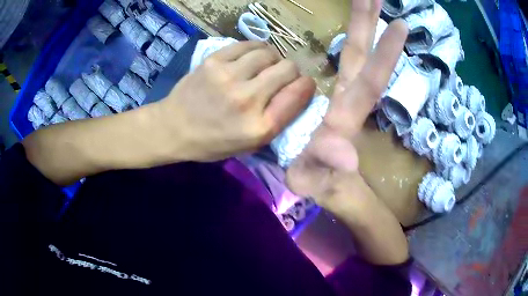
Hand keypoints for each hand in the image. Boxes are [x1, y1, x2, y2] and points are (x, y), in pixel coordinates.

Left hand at [157, 41, 315, 160]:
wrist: (174, 128)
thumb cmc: (213, 142)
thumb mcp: (250, 145)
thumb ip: (278, 119)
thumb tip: (297, 90)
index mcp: (260, 127)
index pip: (299, 93)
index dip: (307, 85)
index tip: (302, 85)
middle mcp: (247, 99)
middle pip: (288, 68)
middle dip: (291, 72)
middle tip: (280, 77)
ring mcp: (229, 76)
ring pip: (270, 53)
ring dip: (273, 59)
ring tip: (264, 67)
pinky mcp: (215, 60)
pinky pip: (249, 45)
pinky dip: (256, 49)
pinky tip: (251, 58)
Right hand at [286, 1, 407, 209]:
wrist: (324, 186)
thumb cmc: (323, 184)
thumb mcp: (315, 180)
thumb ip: (324, 166)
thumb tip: (343, 153)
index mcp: (345, 114)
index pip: (370, 80)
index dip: (385, 53)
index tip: (401, 25)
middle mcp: (348, 98)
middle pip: (362, 54)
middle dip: (369, 23)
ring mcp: (342, 95)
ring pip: (355, 54)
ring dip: (362, 26)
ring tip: (367, 0)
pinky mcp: (335, 97)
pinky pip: (346, 64)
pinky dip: (353, 42)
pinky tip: (355, 29)